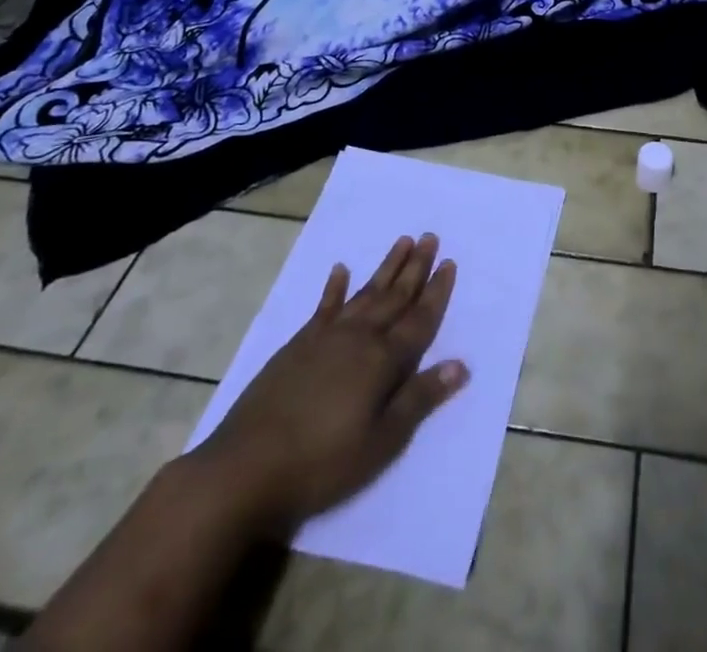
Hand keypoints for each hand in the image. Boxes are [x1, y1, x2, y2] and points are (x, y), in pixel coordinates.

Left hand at [188, 233, 468, 537]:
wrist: (246, 468)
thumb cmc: (322, 462)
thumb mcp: (381, 442)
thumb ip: (419, 399)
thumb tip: (461, 365)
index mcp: (383, 361)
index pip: (419, 319)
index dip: (436, 292)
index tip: (449, 263)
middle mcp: (358, 338)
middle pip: (394, 296)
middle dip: (415, 267)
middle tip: (430, 237)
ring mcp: (325, 337)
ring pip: (365, 293)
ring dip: (385, 268)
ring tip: (402, 242)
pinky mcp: (298, 345)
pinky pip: (324, 306)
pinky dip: (334, 287)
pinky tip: (340, 270)